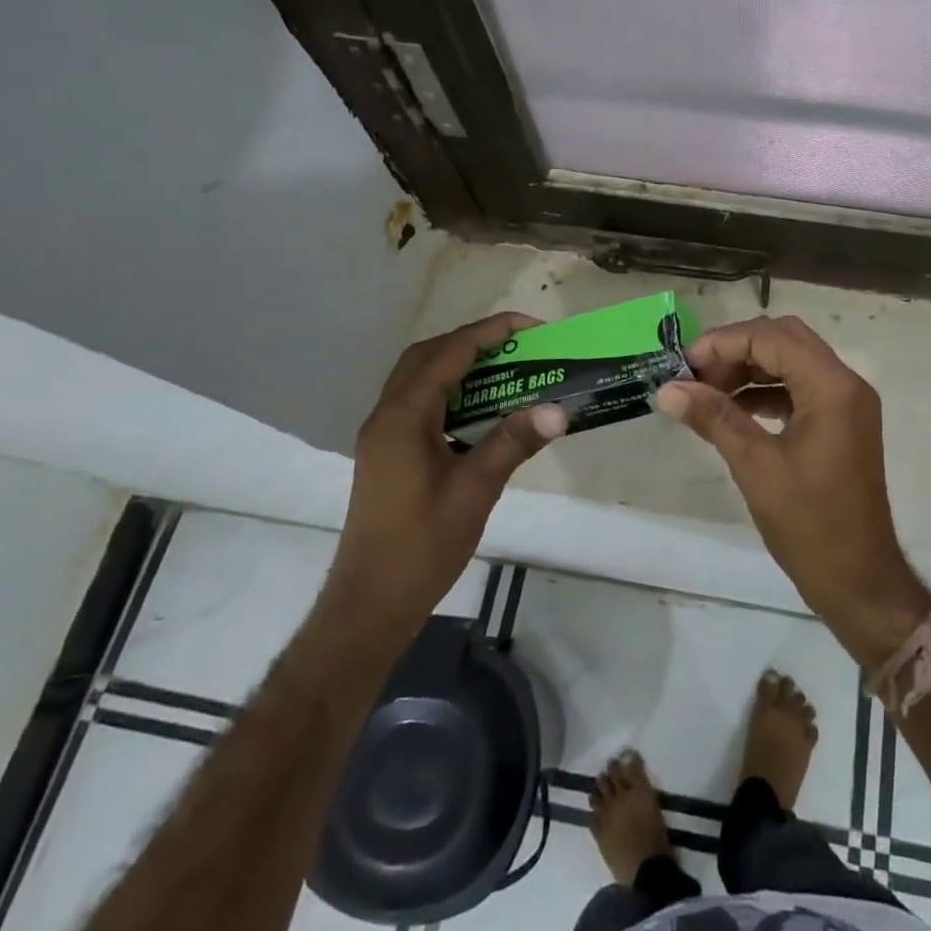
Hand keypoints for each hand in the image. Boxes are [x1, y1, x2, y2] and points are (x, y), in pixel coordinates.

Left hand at [328, 313, 566, 616]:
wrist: (371, 602)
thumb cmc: (422, 545)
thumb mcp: (475, 489)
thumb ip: (513, 442)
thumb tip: (559, 409)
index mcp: (403, 417)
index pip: (449, 354)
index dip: (491, 332)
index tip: (532, 327)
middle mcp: (387, 415)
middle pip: (428, 356)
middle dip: (473, 341)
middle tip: (519, 346)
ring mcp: (384, 435)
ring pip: (421, 378)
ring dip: (461, 365)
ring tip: (507, 370)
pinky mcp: (388, 453)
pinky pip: (421, 403)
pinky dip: (452, 392)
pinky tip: (482, 410)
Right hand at [656, 316, 930, 660]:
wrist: (859, 580)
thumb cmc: (809, 525)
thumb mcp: (756, 467)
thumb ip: (714, 418)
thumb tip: (668, 389)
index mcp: (832, 387)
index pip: (772, 338)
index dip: (723, 343)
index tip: (684, 366)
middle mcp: (846, 383)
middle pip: (785, 339)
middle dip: (736, 350)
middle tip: (696, 376)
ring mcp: (847, 402)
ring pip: (792, 360)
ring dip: (750, 368)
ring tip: (707, 392)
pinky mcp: (842, 422)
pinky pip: (800, 387)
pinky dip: (767, 390)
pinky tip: (734, 409)